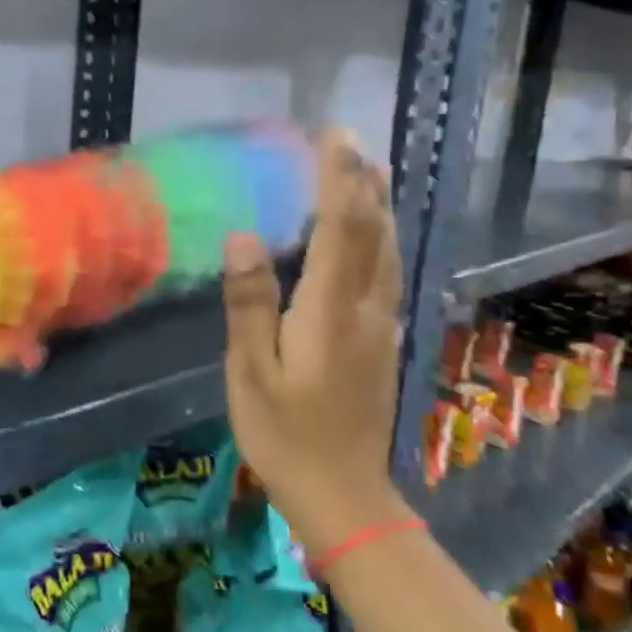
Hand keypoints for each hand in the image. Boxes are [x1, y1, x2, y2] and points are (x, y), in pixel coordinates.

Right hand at [221, 130, 407, 553]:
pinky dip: (381, 240)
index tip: (335, 136)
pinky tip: (374, 239)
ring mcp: (380, 327)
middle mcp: (365, 309)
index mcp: (329, 310)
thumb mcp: (251, 372)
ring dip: (379, 207)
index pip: (340, 228)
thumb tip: (245, 238)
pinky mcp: (383, 343)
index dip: (337, 178)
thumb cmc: (285, 434)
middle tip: (353, 142)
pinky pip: (387, 274)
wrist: (344, 495)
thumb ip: (250, 303)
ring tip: (370, 174)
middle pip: (372, 233)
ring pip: (387, 252)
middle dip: (363, 182)